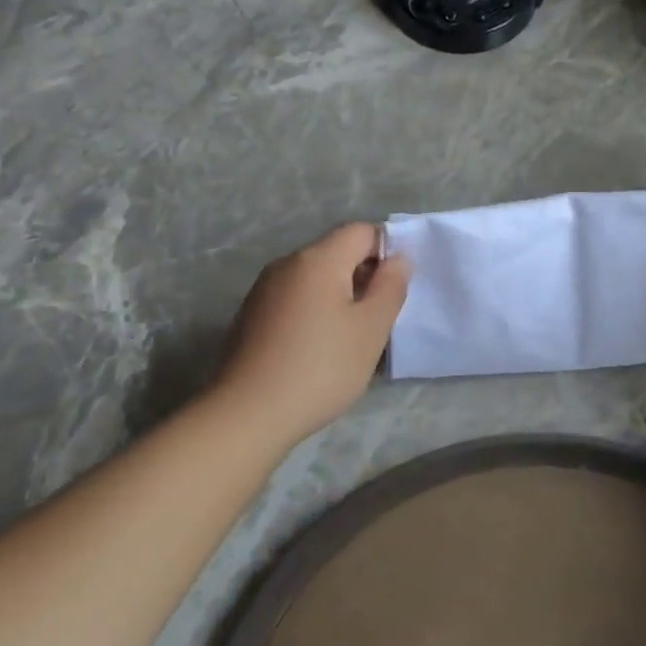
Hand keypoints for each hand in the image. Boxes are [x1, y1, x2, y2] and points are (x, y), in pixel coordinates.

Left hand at [213, 223, 410, 446]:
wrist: (247, 414)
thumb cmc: (320, 368)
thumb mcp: (370, 329)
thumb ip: (390, 287)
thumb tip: (398, 258)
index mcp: (318, 259)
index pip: (361, 231)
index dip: (387, 250)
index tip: (398, 288)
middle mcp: (286, 264)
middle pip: (336, 252)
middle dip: (364, 275)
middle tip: (381, 317)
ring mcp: (264, 289)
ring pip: (315, 278)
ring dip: (340, 296)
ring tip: (352, 337)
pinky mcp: (251, 315)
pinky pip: (295, 299)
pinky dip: (315, 311)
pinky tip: (319, 349)